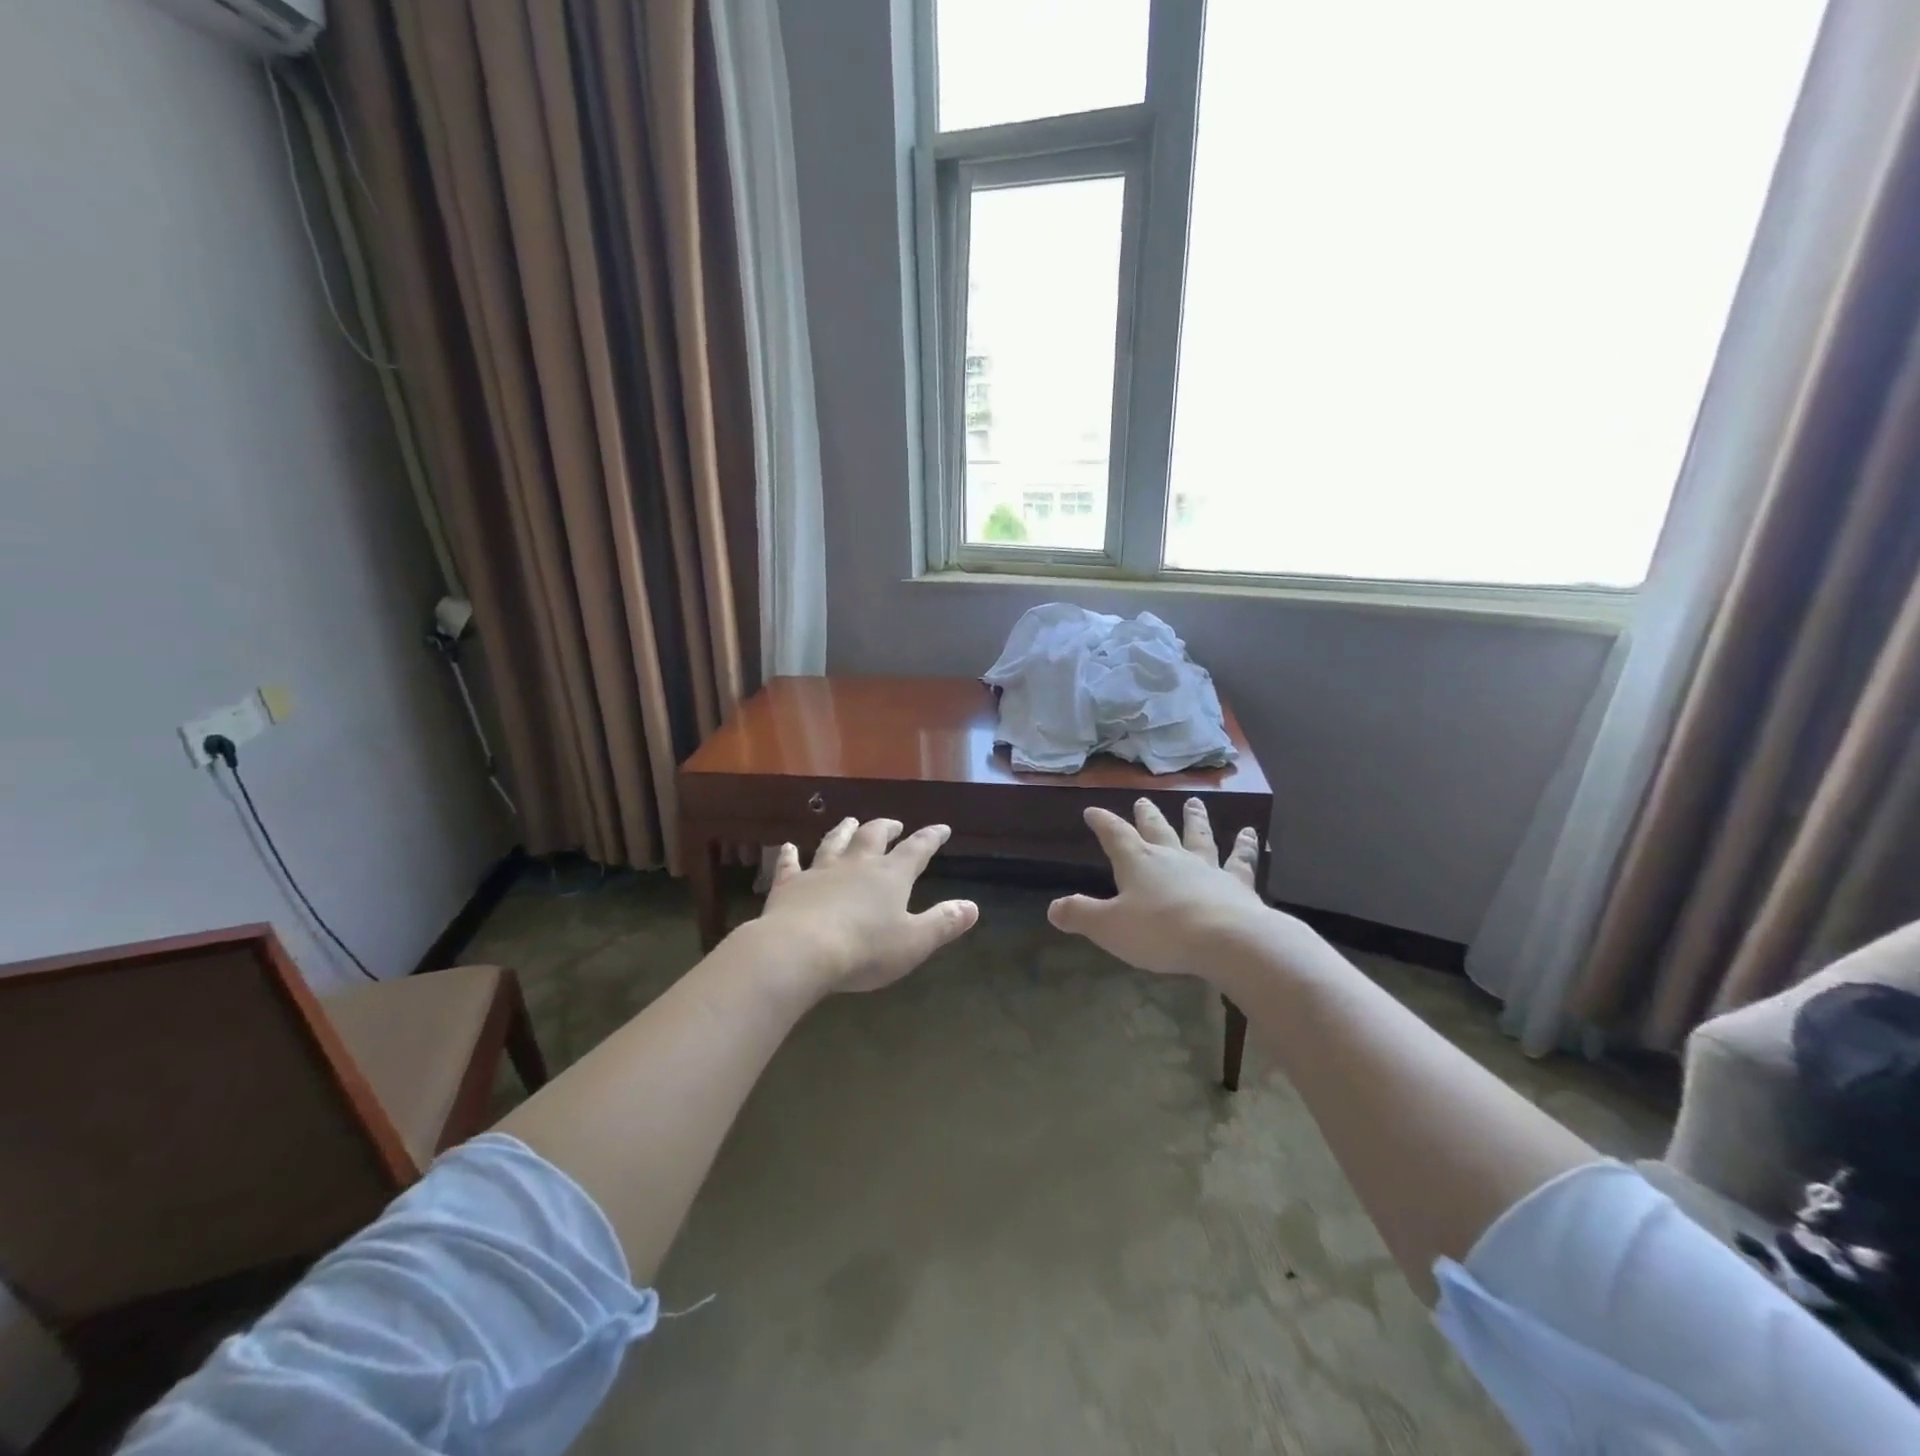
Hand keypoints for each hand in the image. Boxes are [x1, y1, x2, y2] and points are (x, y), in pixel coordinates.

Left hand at [758, 818, 979, 993]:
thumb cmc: (864, 949)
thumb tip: (973, 907)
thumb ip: (944, 923)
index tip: (942, 828)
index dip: (931, 837)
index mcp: (890, 876)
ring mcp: (820, 871)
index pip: (917, 849)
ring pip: (834, 842)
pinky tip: (787, 847)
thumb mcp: (914, 942)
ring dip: (844, 831)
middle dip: (886, 828)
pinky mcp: (789, 885)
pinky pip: (790, 865)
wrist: (801, 950)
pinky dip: (789, 855)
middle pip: (874, 836)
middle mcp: (856, 864)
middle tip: (894, 824)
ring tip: (850, 821)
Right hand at [1048, 799, 1272, 977]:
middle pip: (1157, 829)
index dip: (1102, 822)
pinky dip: (1245, 847)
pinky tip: (1252, 836)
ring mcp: (1207, 868)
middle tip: (1144, 800)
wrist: (1226, 940)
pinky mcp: (1237, 884)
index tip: (1092, 810)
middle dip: (1147, 815)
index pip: (1115, 834)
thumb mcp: (1109, 927)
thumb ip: (1080, 915)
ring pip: (1198, 836)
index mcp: (1138, 862)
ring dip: (1194, 819)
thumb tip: (1053, 909)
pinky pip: (1240, 860)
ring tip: (1194, 802)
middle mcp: (1171, 857)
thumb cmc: (1160, 931)